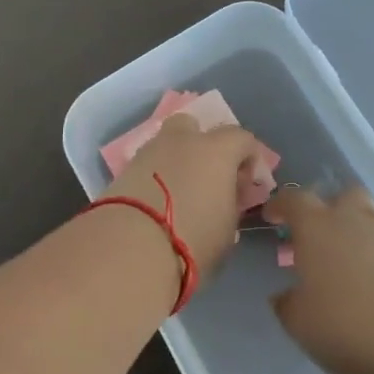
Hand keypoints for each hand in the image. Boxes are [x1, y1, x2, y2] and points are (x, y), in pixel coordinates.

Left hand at [106, 112, 273, 273]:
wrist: (131, 246)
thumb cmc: (193, 237)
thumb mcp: (228, 228)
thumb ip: (231, 204)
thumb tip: (225, 197)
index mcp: (217, 150)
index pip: (242, 138)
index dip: (249, 159)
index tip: (246, 186)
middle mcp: (183, 141)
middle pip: (195, 127)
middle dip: (202, 145)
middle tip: (207, 177)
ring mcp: (149, 152)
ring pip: (167, 145)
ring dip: (176, 161)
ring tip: (178, 194)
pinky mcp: (124, 169)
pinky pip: (148, 165)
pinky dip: (154, 177)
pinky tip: (156, 202)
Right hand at [262, 184, 373, 373]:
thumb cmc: (352, 325)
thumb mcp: (303, 325)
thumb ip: (289, 305)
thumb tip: (286, 295)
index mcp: (318, 227)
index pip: (294, 200)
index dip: (281, 205)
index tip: (273, 216)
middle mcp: (355, 219)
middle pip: (342, 197)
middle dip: (330, 211)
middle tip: (320, 239)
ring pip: (371, 221)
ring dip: (359, 237)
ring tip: (352, 272)